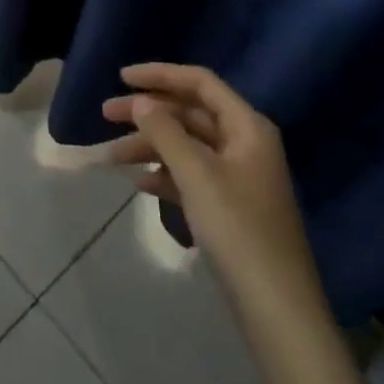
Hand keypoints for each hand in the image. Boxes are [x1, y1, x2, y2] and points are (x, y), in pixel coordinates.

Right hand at [103, 62, 383, 383]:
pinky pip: (192, 175)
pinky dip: (165, 174)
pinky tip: (140, 184)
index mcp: (247, 126)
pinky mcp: (231, 206)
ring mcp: (239, 176)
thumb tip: (141, 100)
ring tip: (112, 157)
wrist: (277, 309)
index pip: (200, 82)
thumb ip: (165, 131)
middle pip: (190, 113)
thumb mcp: (196, 174)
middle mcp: (245, 143)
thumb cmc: (238, 229)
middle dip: (148, 113)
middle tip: (105, 116)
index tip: (121, 78)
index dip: (160, 74)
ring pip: (187, 145)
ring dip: (150, 146)